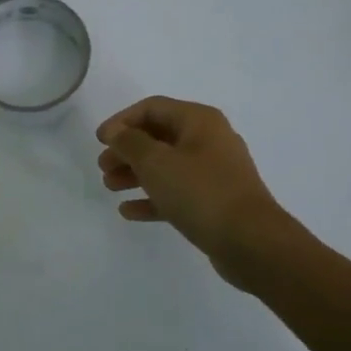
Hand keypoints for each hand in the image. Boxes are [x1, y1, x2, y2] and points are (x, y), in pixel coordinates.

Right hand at [96, 96, 312, 288]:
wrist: (251, 242)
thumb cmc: (200, 192)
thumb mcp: (156, 162)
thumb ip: (130, 143)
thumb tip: (117, 132)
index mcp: (199, 121)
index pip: (152, 108)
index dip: (122, 121)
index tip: (99, 141)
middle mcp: (209, 140)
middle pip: (158, 137)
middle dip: (127, 150)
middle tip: (103, 167)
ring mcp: (214, 172)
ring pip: (166, 166)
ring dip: (135, 174)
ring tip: (110, 187)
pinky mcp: (214, 202)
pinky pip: (177, 192)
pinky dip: (152, 198)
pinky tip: (129, 211)